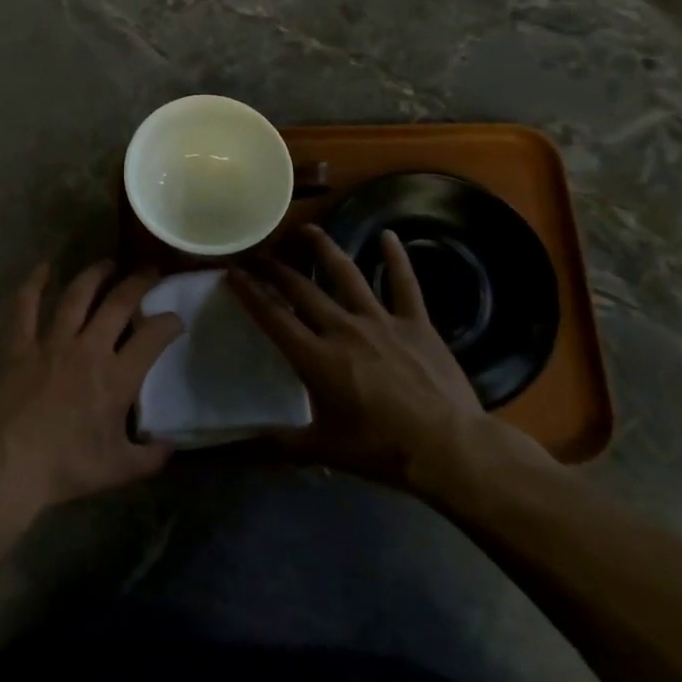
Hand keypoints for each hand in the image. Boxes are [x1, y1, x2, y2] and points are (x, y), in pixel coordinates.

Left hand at [0, 262, 183, 515]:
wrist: (10, 466)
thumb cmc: (67, 467)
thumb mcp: (119, 469)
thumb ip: (151, 456)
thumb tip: (171, 444)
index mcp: (117, 377)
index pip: (152, 337)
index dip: (170, 323)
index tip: (176, 320)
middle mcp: (88, 349)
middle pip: (118, 303)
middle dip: (139, 283)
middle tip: (150, 272)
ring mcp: (51, 343)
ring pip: (77, 296)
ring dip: (95, 275)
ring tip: (109, 263)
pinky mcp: (20, 346)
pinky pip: (26, 308)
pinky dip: (34, 284)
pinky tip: (44, 267)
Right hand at [229, 224, 506, 497]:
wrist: (450, 448)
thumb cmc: (382, 449)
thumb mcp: (323, 450)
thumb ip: (277, 445)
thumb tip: (233, 452)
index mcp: (316, 357)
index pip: (273, 316)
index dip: (249, 292)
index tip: (231, 271)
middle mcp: (342, 328)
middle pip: (301, 288)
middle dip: (275, 268)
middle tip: (258, 253)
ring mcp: (381, 321)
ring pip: (346, 274)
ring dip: (324, 249)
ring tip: (307, 230)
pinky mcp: (415, 323)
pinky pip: (404, 284)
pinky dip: (396, 258)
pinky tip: (389, 235)